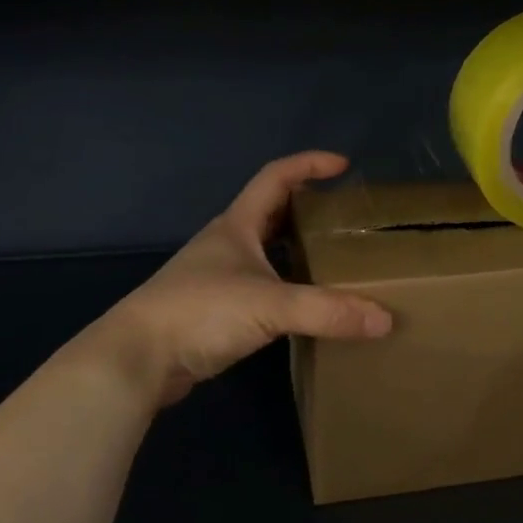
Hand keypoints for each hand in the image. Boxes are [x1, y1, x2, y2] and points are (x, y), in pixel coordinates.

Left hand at [101, 151, 391, 405]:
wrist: (137, 358)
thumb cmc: (200, 312)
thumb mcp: (270, 306)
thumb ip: (327, 311)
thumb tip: (385, 319)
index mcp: (237, 224)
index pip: (276, 176)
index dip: (309, 164)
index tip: (344, 165)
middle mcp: (227, 243)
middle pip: (272, 211)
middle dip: (307, 207)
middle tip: (345, 217)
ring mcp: (217, 276)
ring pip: (265, 250)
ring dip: (296, 249)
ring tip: (333, 259)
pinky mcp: (214, 309)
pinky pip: (260, 285)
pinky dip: (285, 286)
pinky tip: (303, 305)